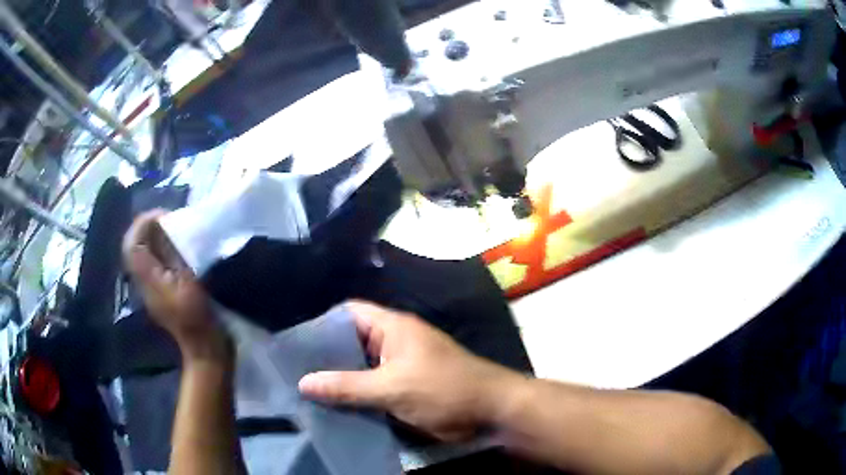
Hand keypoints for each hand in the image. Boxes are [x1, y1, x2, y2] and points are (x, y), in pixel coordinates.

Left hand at [122, 210, 230, 363]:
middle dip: (147, 227)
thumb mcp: (190, 284)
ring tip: (173, 230)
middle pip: (134, 248)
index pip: (132, 246)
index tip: (164, 215)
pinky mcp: (160, 293)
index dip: (143, 224)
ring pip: (142, 255)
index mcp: (150, 281)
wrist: (205, 351)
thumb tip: (167, 229)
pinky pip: (152, 264)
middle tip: (169, 219)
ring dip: (153, 237)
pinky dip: (160, 250)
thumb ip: (175, 256)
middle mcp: (145, 284)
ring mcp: (151, 290)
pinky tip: (176, 250)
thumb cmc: (200, 319)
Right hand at [298, 301, 522, 440]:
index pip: (349, 313)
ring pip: (360, 368)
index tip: (296, 342)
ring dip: (339, 379)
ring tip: (305, 391)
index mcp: (393, 328)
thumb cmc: (444, 389)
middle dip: (325, 357)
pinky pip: (372, 388)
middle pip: (351, 342)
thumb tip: (303, 382)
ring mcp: (398, 367)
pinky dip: (354, 396)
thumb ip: (347, 386)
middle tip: (294, 371)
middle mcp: (393, 343)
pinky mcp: (403, 389)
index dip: (323, 323)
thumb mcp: (392, 387)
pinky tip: (331, 408)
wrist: (488, 412)